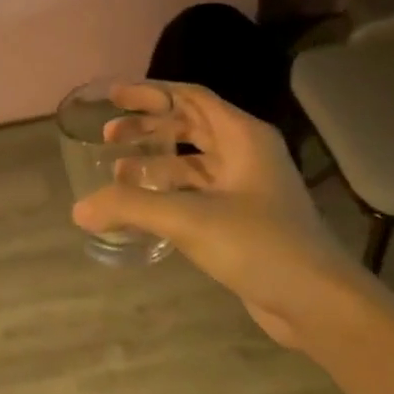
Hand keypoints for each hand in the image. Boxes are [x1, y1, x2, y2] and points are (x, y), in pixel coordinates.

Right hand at [73, 82, 357, 349]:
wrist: (315, 300)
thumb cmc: (258, 244)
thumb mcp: (189, 219)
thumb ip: (131, 208)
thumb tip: (79, 209)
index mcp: (243, 137)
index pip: (192, 98)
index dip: (151, 94)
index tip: (113, 98)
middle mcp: (247, 154)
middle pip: (191, 126)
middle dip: (149, 127)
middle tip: (109, 136)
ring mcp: (246, 188)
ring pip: (192, 162)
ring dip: (155, 163)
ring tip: (116, 174)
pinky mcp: (242, 218)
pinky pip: (197, 193)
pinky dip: (168, 193)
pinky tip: (143, 209)